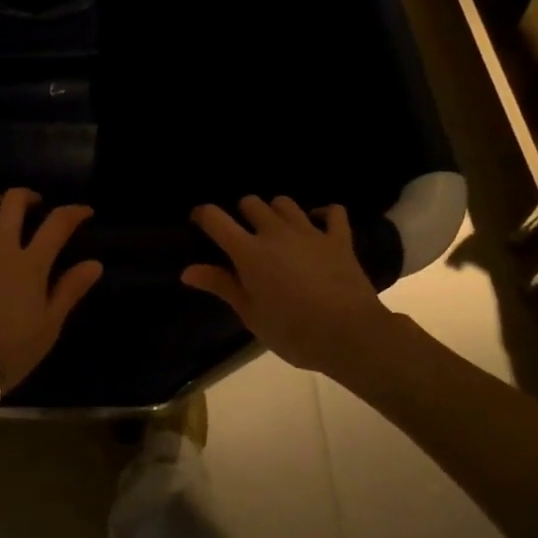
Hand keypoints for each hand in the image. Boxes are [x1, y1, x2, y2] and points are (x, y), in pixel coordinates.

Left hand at [0, 190, 103, 400]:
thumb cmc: (8, 352)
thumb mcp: (49, 326)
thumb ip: (70, 290)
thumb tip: (95, 263)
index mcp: (30, 263)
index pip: (57, 224)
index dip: (73, 212)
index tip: (83, 211)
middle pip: (14, 203)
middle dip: (27, 197)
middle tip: (33, 205)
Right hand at [183, 196, 401, 377]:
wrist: (350, 334)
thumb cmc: (293, 331)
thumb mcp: (251, 314)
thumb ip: (221, 285)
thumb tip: (187, 271)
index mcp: (249, 252)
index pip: (215, 218)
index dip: (203, 215)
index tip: (200, 223)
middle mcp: (275, 232)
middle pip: (250, 202)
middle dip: (242, 213)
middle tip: (244, 236)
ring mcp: (310, 231)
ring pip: (285, 203)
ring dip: (276, 212)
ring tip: (277, 230)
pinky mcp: (339, 238)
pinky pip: (333, 212)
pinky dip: (324, 214)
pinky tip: (319, 224)